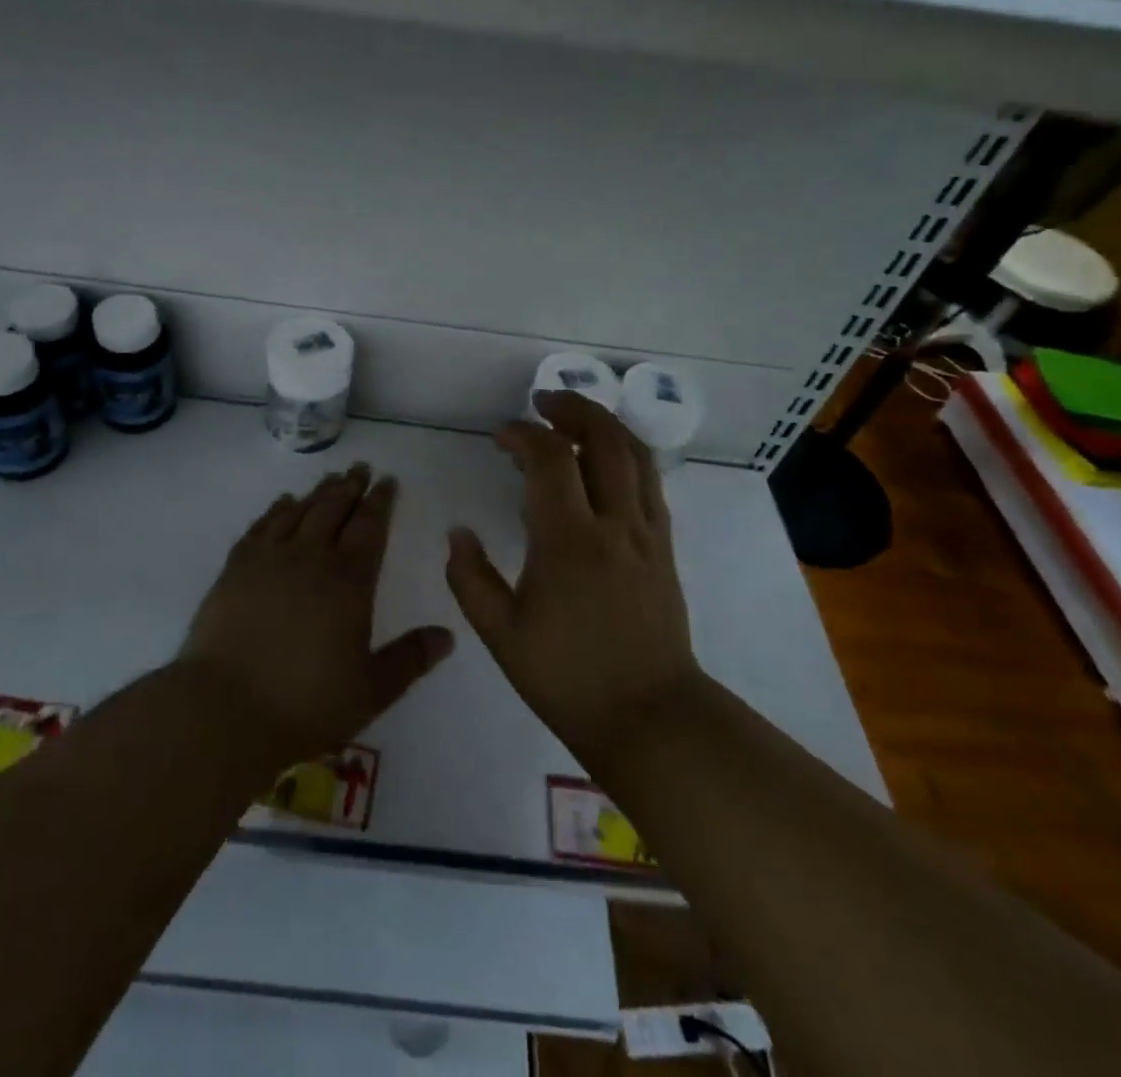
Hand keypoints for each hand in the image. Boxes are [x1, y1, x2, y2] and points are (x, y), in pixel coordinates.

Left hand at [179, 464, 454, 766]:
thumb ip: (410, 659)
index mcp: (349, 582)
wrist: (226, 708)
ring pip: (299, 511)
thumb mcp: (371, 690)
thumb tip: (447, 636)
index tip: (388, 480)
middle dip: (351, 486)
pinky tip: (282, 502)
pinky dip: (276, 509)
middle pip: (334, 509)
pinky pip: (261, 525)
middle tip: (361, 468)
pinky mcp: (236, 568)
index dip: (381, 502)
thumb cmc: (306, 703)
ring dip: (318, 492)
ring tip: (330, 478)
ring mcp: (269, 559)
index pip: (370, 528)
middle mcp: (311, 558)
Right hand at [445, 390, 697, 766]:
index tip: (500, 437)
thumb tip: (457, 533)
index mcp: (568, 540)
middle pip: (605, 439)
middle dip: (574, 408)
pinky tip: (605, 467)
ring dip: (605, 426)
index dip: (522, 434)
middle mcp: (614, 524)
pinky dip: (626, 457)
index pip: (549, 458)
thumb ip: (470, 578)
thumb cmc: (569, 678)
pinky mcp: (663, 549)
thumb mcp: (501, 634)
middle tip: (544, 401)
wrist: (651, 718)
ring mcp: (646, 534)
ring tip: (576, 419)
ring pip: (636, 456)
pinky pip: (650, 484)